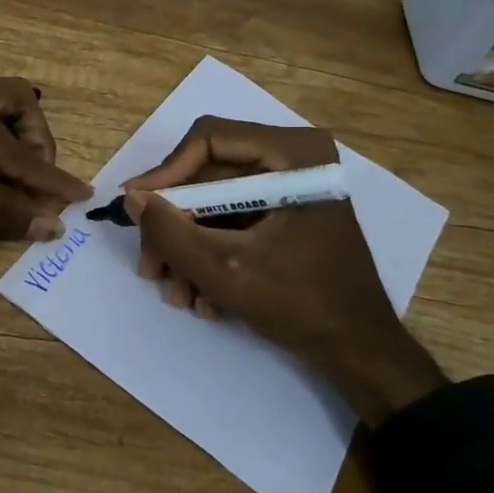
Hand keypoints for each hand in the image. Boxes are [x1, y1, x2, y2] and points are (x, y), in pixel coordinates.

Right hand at [122, 117, 444, 425]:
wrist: (361, 352)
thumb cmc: (303, 304)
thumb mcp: (226, 270)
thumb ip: (172, 232)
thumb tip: (132, 197)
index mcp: (293, 153)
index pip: (209, 140)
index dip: (166, 174)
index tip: (136, 210)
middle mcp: (293, 158)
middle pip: (207, 175)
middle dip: (175, 226)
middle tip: (151, 268)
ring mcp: (290, 187)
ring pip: (215, 203)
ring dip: (189, 249)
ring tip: (179, 295)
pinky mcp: (286, 214)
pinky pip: (234, 221)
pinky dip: (213, 254)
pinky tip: (204, 297)